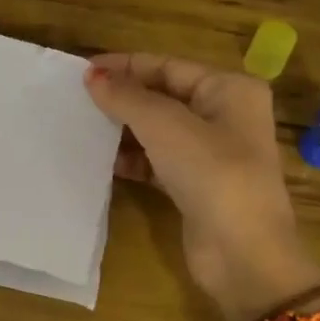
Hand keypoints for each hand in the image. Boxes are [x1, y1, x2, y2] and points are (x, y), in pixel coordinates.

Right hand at [85, 53, 319, 320]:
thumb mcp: (166, 127)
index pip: (168, 66)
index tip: (83, 70)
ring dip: (124, 129)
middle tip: (76, 99)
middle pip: (163, 96)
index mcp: (229, 90)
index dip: (125, 66)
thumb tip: (93, 76)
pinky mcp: (195, 186)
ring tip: (82, 127)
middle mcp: (224, 116)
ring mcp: (211, 154)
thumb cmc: (212, 175)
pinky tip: (102, 161)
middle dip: (123, 97)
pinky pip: (157, 162)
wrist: (243, 254)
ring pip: (158, 131)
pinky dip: (132, 159)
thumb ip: (127, 98)